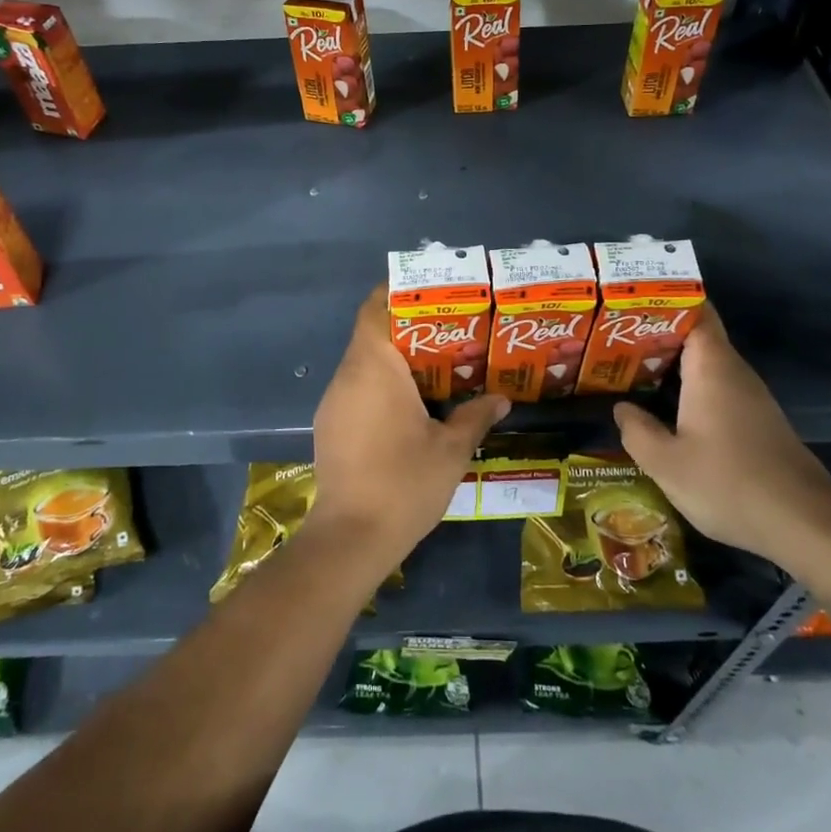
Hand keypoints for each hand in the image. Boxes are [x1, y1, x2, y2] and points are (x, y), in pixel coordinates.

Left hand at [305, 285, 509, 580]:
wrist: (351, 537)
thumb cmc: (404, 482)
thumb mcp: (451, 449)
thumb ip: (476, 416)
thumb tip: (502, 399)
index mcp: (374, 367)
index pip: (374, 309)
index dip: (395, 294)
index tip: (427, 294)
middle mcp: (347, 376)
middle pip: (370, 335)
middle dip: (406, 330)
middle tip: (447, 333)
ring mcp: (333, 402)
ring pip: (362, 365)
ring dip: (393, 362)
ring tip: (433, 369)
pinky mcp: (328, 426)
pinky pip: (355, 390)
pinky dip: (379, 387)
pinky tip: (407, 408)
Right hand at [613, 304, 830, 566]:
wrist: (805, 524)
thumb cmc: (729, 483)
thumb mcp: (666, 463)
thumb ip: (636, 430)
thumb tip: (622, 408)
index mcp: (712, 367)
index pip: (695, 311)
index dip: (665, 299)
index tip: (629, 300)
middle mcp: (733, 372)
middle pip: (695, 336)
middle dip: (656, 333)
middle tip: (611, 337)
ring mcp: (749, 397)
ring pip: (704, 365)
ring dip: (670, 363)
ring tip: (627, 367)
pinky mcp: (756, 421)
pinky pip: (715, 388)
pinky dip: (687, 387)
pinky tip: (664, 407)